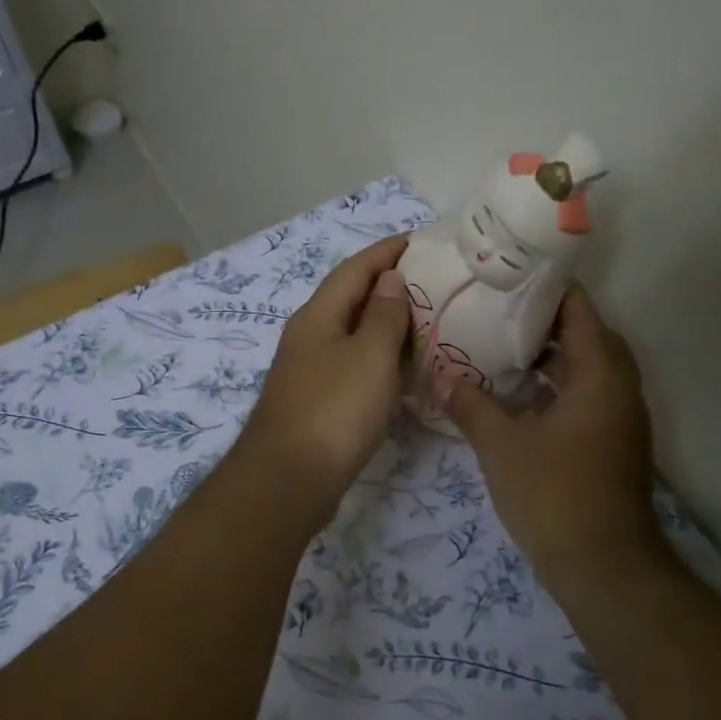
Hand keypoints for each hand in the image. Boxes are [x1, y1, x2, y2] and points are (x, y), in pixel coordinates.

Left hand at [239, 234, 412, 506]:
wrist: (290, 479)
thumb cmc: (335, 409)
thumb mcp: (370, 355)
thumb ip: (384, 314)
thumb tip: (389, 279)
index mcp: (318, 316)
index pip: (354, 269)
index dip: (385, 252)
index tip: (418, 240)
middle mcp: (308, 337)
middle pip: (350, 299)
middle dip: (387, 286)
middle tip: (430, 282)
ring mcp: (309, 371)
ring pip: (352, 334)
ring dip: (384, 324)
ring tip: (424, 321)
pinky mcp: (317, 402)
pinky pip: (353, 365)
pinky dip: (379, 359)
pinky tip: (401, 370)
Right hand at [444, 286, 667, 590]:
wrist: (603, 567)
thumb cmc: (554, 495)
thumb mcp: (501, 446)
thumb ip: (469, 405)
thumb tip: (440, 376)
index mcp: (600, 372)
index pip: (578, 307)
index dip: (543, 286)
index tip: (503, 277)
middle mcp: (619, 385)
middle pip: (584, 333)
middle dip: (541, 319)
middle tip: (494, 310)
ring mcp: (620, 416)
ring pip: (586, 366)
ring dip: (548, 355)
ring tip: (497, 345)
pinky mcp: (613, 441)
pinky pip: (585, 394)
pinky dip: (556, 385)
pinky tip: (516, 395)